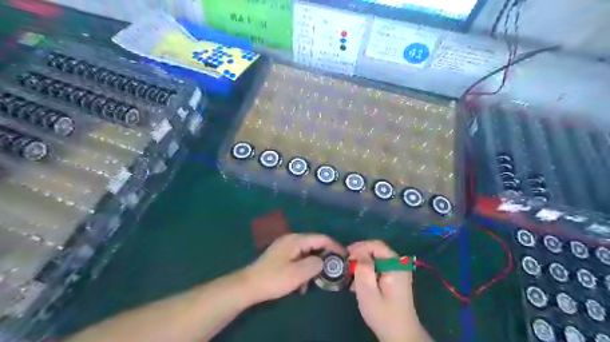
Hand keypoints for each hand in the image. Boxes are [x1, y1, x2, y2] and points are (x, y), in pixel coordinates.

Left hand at [245, 234, 347, 303]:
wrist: (249, 285)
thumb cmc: (274, 278)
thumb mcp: (298, 273)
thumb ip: (315, 264)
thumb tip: (324, 261)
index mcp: (296, 240)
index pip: (321, 238)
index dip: (335, 247)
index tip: (345, 257)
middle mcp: (292, 239)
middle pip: (314, 244)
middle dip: (324, 257)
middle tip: (333, 270)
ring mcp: (285, 247)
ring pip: (307, 253)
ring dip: (313, 266)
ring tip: (315, 281)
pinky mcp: (281, 256)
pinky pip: (298, 259)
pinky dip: (303, 269)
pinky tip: (301, 284)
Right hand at [347, 240, 427, 341]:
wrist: (400, 334)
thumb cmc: (383, 314)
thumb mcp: (368, 291)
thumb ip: (363, 268)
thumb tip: (359, 253)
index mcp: (395, 265)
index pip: (376, 245)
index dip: (359, 247)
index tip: (346, 256)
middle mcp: (399, 263)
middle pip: (376, 250)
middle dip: (360, 256)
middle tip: (347, 267)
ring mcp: (398, 270)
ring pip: (376, 258)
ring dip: (362, 265)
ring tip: (352, 278)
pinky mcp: (395, 277)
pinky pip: (379, 266)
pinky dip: (368, 271)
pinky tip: (360, 283)